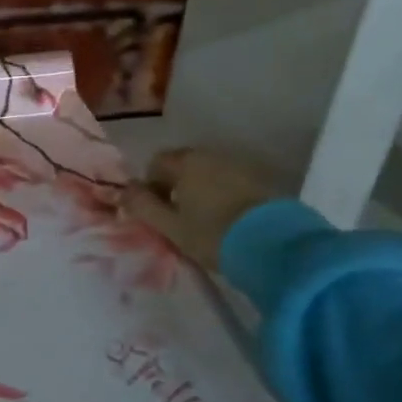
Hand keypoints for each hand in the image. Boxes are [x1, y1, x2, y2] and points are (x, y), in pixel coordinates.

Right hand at [123, 147, 279, 272]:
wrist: (278, 245)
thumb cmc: (213, 234)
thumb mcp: (170, 227)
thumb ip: (142, 206)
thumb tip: (123, 190)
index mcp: (186, 162)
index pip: (156, 163)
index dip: (151, 186)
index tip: (156, 212)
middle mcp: (213, 155)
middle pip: (185, 166)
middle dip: (177, 187)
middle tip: (179, 218)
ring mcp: (242, 165)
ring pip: (210, 173)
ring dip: (202, 191)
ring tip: (206, 220)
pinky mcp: (265, 180)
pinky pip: (233, 182)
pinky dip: (226, 195)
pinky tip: (230, 219)